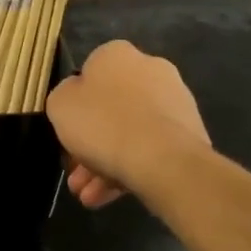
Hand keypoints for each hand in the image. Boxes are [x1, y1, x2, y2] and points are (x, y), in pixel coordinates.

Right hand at [47, 41, 210, 207]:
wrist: (162, 159)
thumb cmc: (103, 123)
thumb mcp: (60, 105)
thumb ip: (64, 97)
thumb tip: (77, 98)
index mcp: (117, 54)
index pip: (90, 73)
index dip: (75, 105)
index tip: (68, 131)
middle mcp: (150, 69)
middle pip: (111, 108)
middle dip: (90, 144)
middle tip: (76, 174)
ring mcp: (174, 102)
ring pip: (130, 132)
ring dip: (105, 163)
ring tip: (89, 196)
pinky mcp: (190, 133)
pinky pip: (151, 149)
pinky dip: (130, 169)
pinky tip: (110, 196)